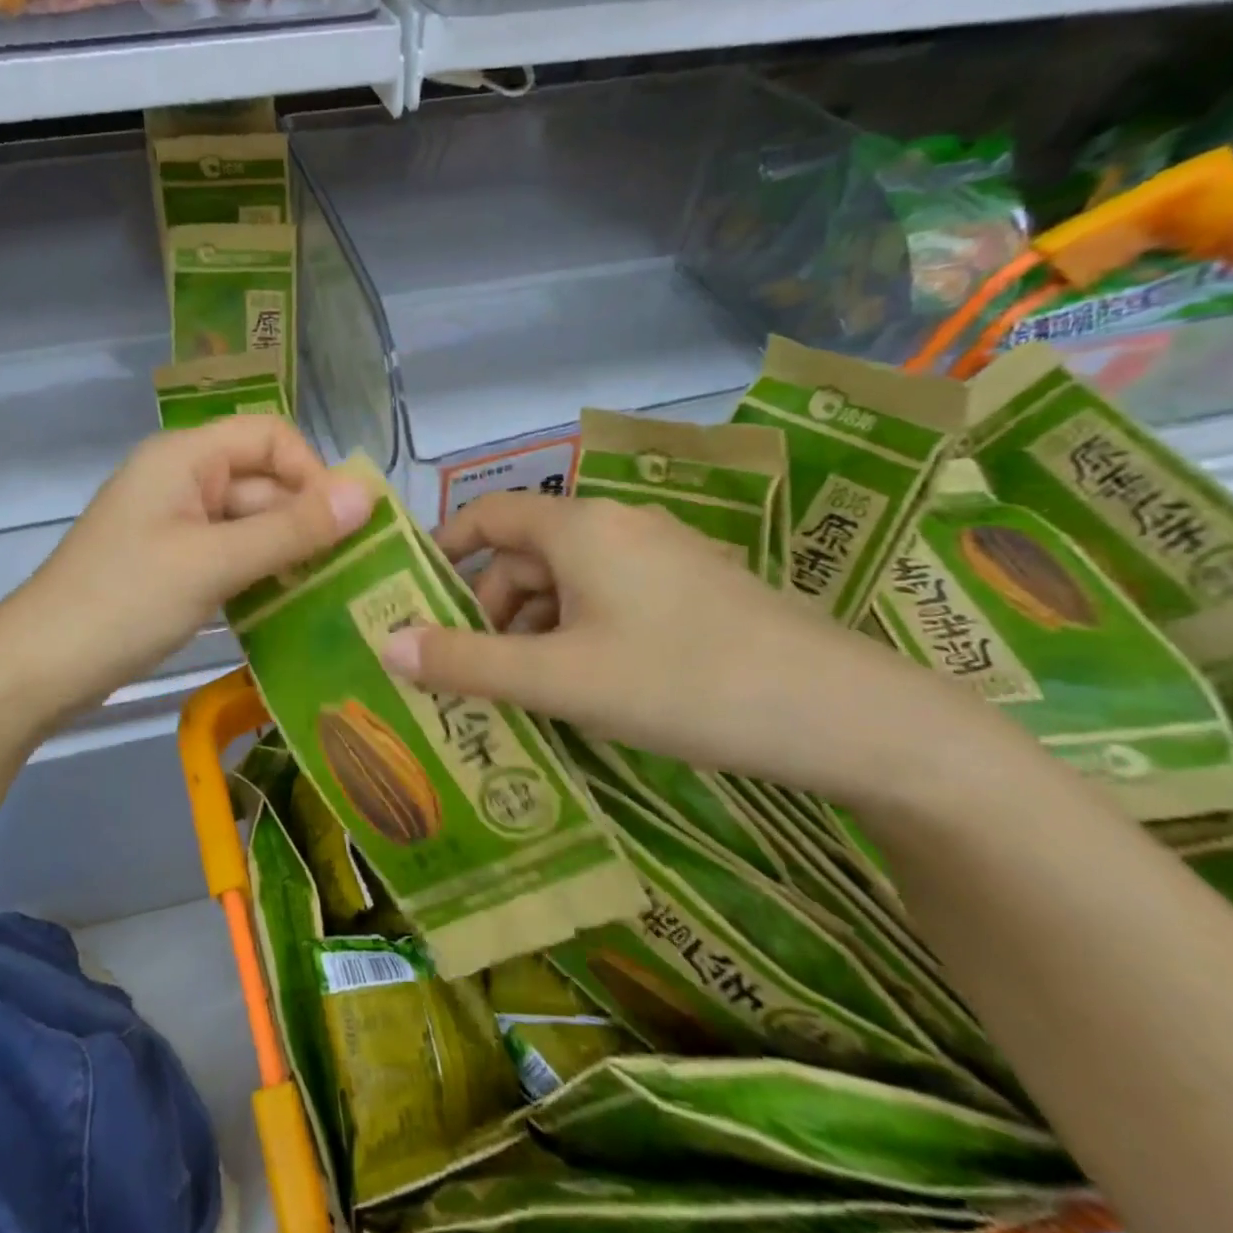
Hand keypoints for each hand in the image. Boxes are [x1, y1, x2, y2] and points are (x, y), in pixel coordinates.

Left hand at [0, 416, 372, 724]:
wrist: (40, 668)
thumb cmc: (125, 602)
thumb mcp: (214, 562)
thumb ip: (291, 528)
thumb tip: (367, 492)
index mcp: (186, 457)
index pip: (270, 435)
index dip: (313, 472)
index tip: (344, 525)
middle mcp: (184, 480)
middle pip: (264, 482)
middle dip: (307, 520)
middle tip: (353, 572)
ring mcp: (178, 524)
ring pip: (252, 524)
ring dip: (289, 552)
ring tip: (332, 592)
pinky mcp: (175, 564)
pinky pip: (233, 555)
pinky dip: (262, 574)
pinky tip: (290, 606)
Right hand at [378, 493, 1000, 808]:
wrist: (847, 717)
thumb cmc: (684, 684)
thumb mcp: (560, 680)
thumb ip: (467, 663)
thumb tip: (385, 643)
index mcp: (580, 527)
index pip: (487, 514)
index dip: (442, 550)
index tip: (412, 599)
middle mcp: (616, 527)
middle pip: (524, 555)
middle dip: (487, 611)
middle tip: (466, 676)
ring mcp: (660, 558)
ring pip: (566, 585)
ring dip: (530, 632)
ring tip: (522, 697)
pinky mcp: (691, 593)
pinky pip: (606, 603)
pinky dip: (574, 639)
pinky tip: (580, 692)